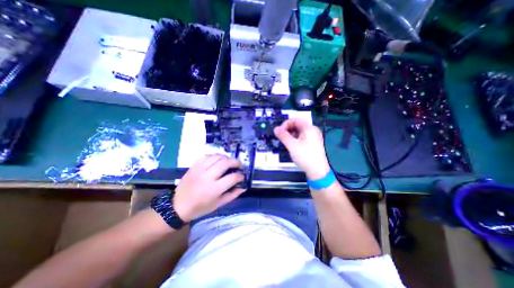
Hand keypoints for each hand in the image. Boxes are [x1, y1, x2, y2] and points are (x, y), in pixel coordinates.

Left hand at [172, 154, 244, 220]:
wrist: (178, 206)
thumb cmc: (200, 208)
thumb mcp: (218, 204)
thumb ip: (232, 195)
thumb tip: (243, 187)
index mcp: (214, 189)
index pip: (232, 177)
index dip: (240, 176)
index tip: (242, 176)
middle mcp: (207, 177)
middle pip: (225, 163)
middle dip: (236, 162)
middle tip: (239, 166)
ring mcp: (199, 169)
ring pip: (217, 157)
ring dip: (226, 158)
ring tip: (230, 162)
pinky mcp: (194, 166)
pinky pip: (207, 156)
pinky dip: (215, 157)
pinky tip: (218, 161)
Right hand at [272, 119, 328, 178]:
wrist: (318, 172)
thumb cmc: (305, 157)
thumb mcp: (292, 145)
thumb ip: (283, 136)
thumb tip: (275, 128)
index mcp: (309, 128)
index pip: (295, 119)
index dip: (285, 124)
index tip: (279, 131)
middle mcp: (312, 130)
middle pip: (298, 125)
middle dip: (288, 129)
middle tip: (281, 137)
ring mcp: (313, 137)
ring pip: (299, 131)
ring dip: (291, 135)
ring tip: (286, 142)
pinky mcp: (313, 143)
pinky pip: (302, 137)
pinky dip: (295, 139)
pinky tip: (292, 145)